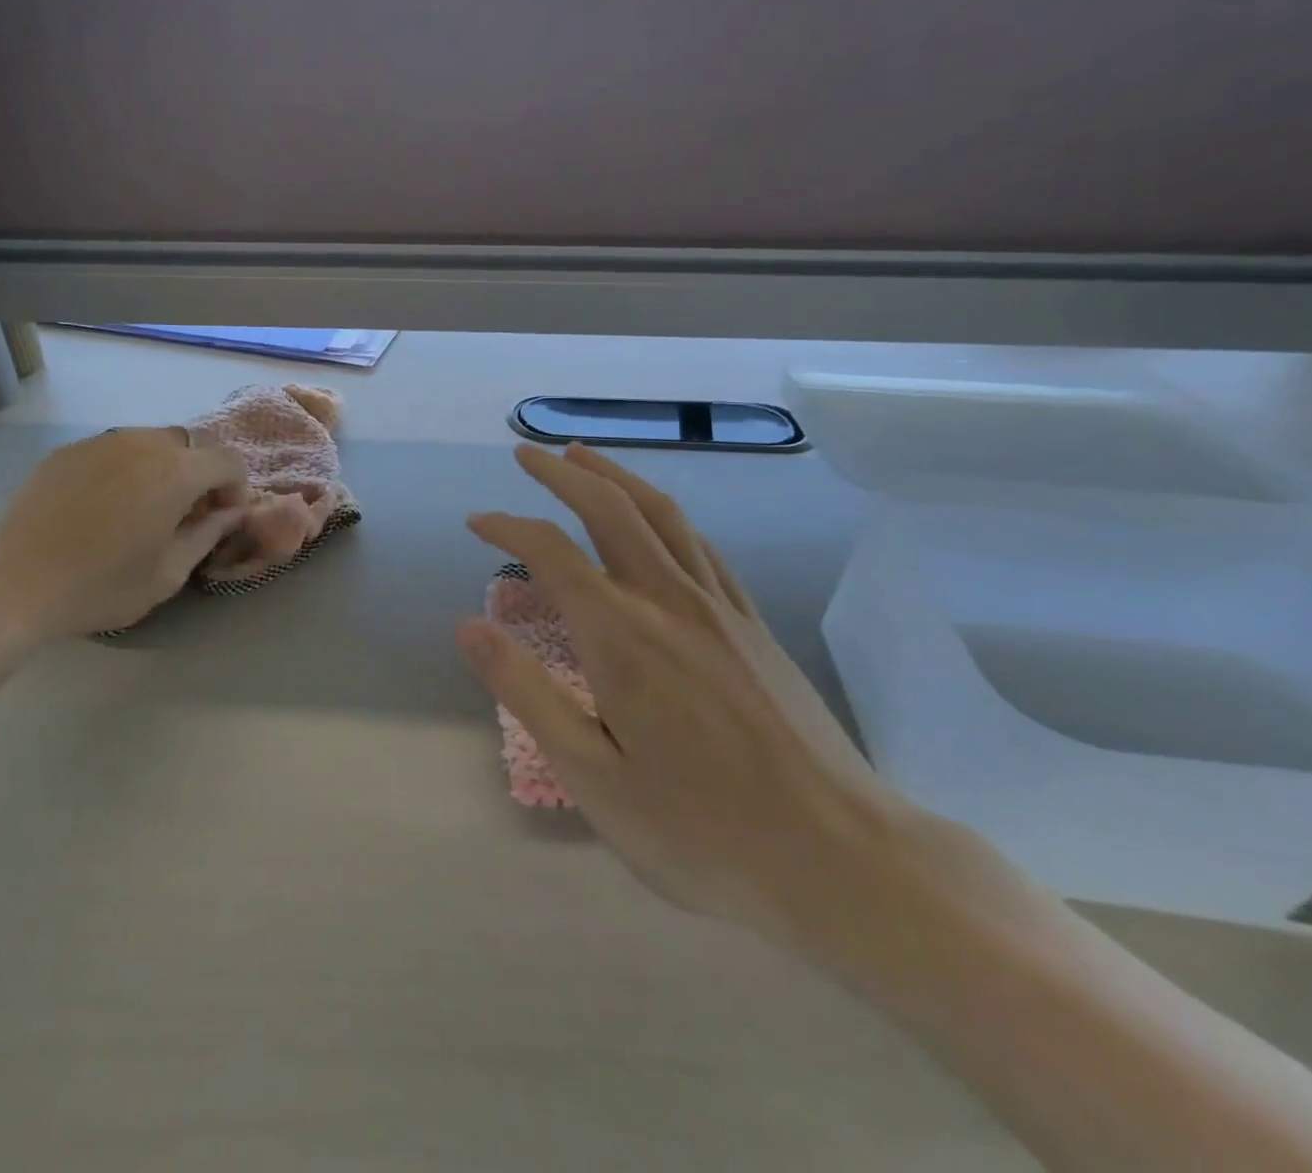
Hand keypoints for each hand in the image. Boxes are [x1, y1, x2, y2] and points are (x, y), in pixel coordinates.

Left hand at [0, 426, 247, 641]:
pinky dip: (125, 469)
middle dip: (199, 476)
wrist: (13, 587)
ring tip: (144, 509)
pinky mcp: (67, 451)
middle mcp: (142, 443)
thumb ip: (209, 534)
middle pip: (189, 446)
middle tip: (185, 515)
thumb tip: (231, 512)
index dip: (235, 489)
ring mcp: (100, 442)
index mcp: (175, 472)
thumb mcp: (169, 573)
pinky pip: (113, 450)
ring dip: (162, 469)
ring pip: (150, 442)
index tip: (221, 519)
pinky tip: (105, 506)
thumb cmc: (101, 587)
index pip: (227, 461)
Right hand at [459, 443, 907, 943]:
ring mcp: (720, 608)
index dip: (508, 526)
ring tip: (585, 457)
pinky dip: (665, 515)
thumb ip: (526, 692)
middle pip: (611, 509)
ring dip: (617, 477)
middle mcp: (669, 601)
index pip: (551, 552)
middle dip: (563, 473)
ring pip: (662, 515)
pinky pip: (702, 546)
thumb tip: (469, 625)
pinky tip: (657, 520)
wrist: (842, 859)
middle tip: (528, 452)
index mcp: (621, 635)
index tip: (476, 521)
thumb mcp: (591, 776)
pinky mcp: (754, 625)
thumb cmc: (700, 829)